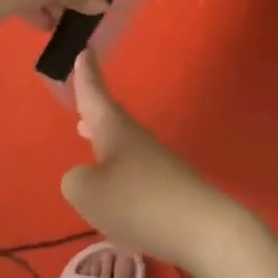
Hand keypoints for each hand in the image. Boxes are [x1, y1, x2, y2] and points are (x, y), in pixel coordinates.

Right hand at [62, 54, 245, 272]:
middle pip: (110, 117)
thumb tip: (85, 176)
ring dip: (104, 136)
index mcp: (116, 131)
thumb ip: (75, 180)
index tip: (83, 49)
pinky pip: (134, 168)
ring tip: (86, 132)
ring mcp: (157, 162)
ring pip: (122, 142)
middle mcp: (138, 139)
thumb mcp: (88, 193)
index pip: (95, 96)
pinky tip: (113, 183)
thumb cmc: (139, 203)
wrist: (202, 228)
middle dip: (92, 106)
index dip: (86, 76)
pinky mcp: (168, 186)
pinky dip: (117, 166)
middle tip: (81, 90)